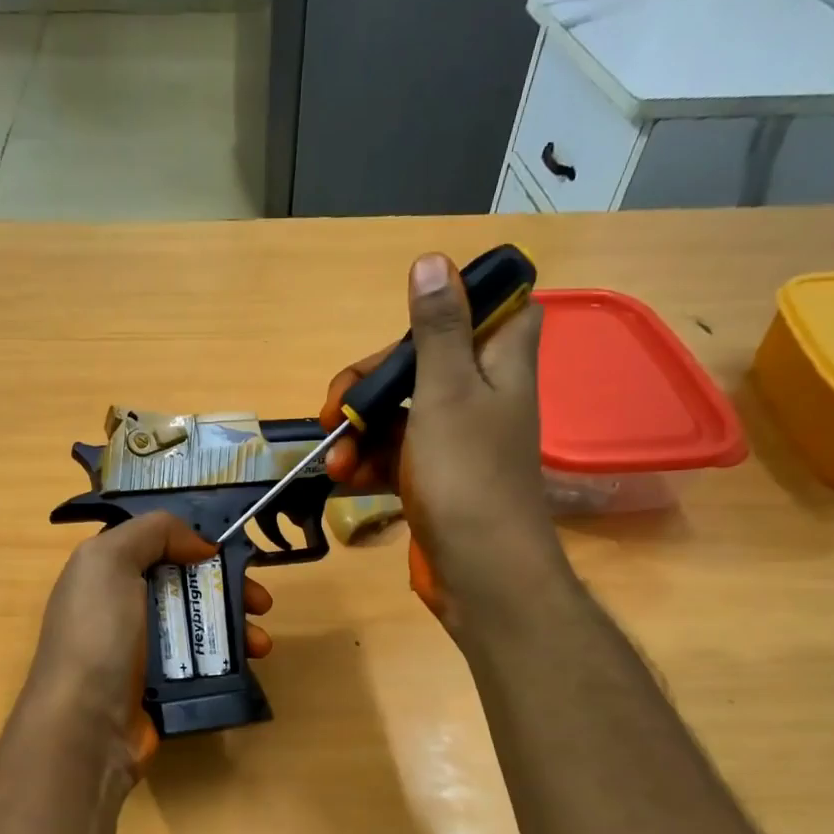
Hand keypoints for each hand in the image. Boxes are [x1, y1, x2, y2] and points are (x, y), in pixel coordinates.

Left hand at [24, 512, 272, 776]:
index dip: (195, 546)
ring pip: (198, 628)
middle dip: (228, 590)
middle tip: (262, 603)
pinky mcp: (161, 689)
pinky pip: (201, 665)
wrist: (85, 727)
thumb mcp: (110, 562)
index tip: (232, 555)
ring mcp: (141, 653)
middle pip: (186, 588)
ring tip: (261, 644)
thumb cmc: (97, 636)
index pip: (156, 549)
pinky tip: (250, 665)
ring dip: (236, 629)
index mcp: (104, 576)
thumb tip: (200, 545)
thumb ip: (154, 533)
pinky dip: (228, 661)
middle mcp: (122, 610)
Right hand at [320, 252, 562, 631]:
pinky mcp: (432, 480)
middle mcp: (481, 398)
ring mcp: (455, 443)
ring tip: (334, 459)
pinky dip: (368, 463)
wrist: (479, 573)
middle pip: (423, 364)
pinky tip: (342, 477)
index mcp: (499, 366)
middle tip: (337, 409)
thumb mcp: (445, 392)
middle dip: (372, 384)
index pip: (498, 309)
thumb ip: (437, 329)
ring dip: (360, 432)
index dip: (462, 304)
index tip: (415, 318)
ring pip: (400, 414)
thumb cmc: (466, 476)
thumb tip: (433, 259)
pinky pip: (394, 456)